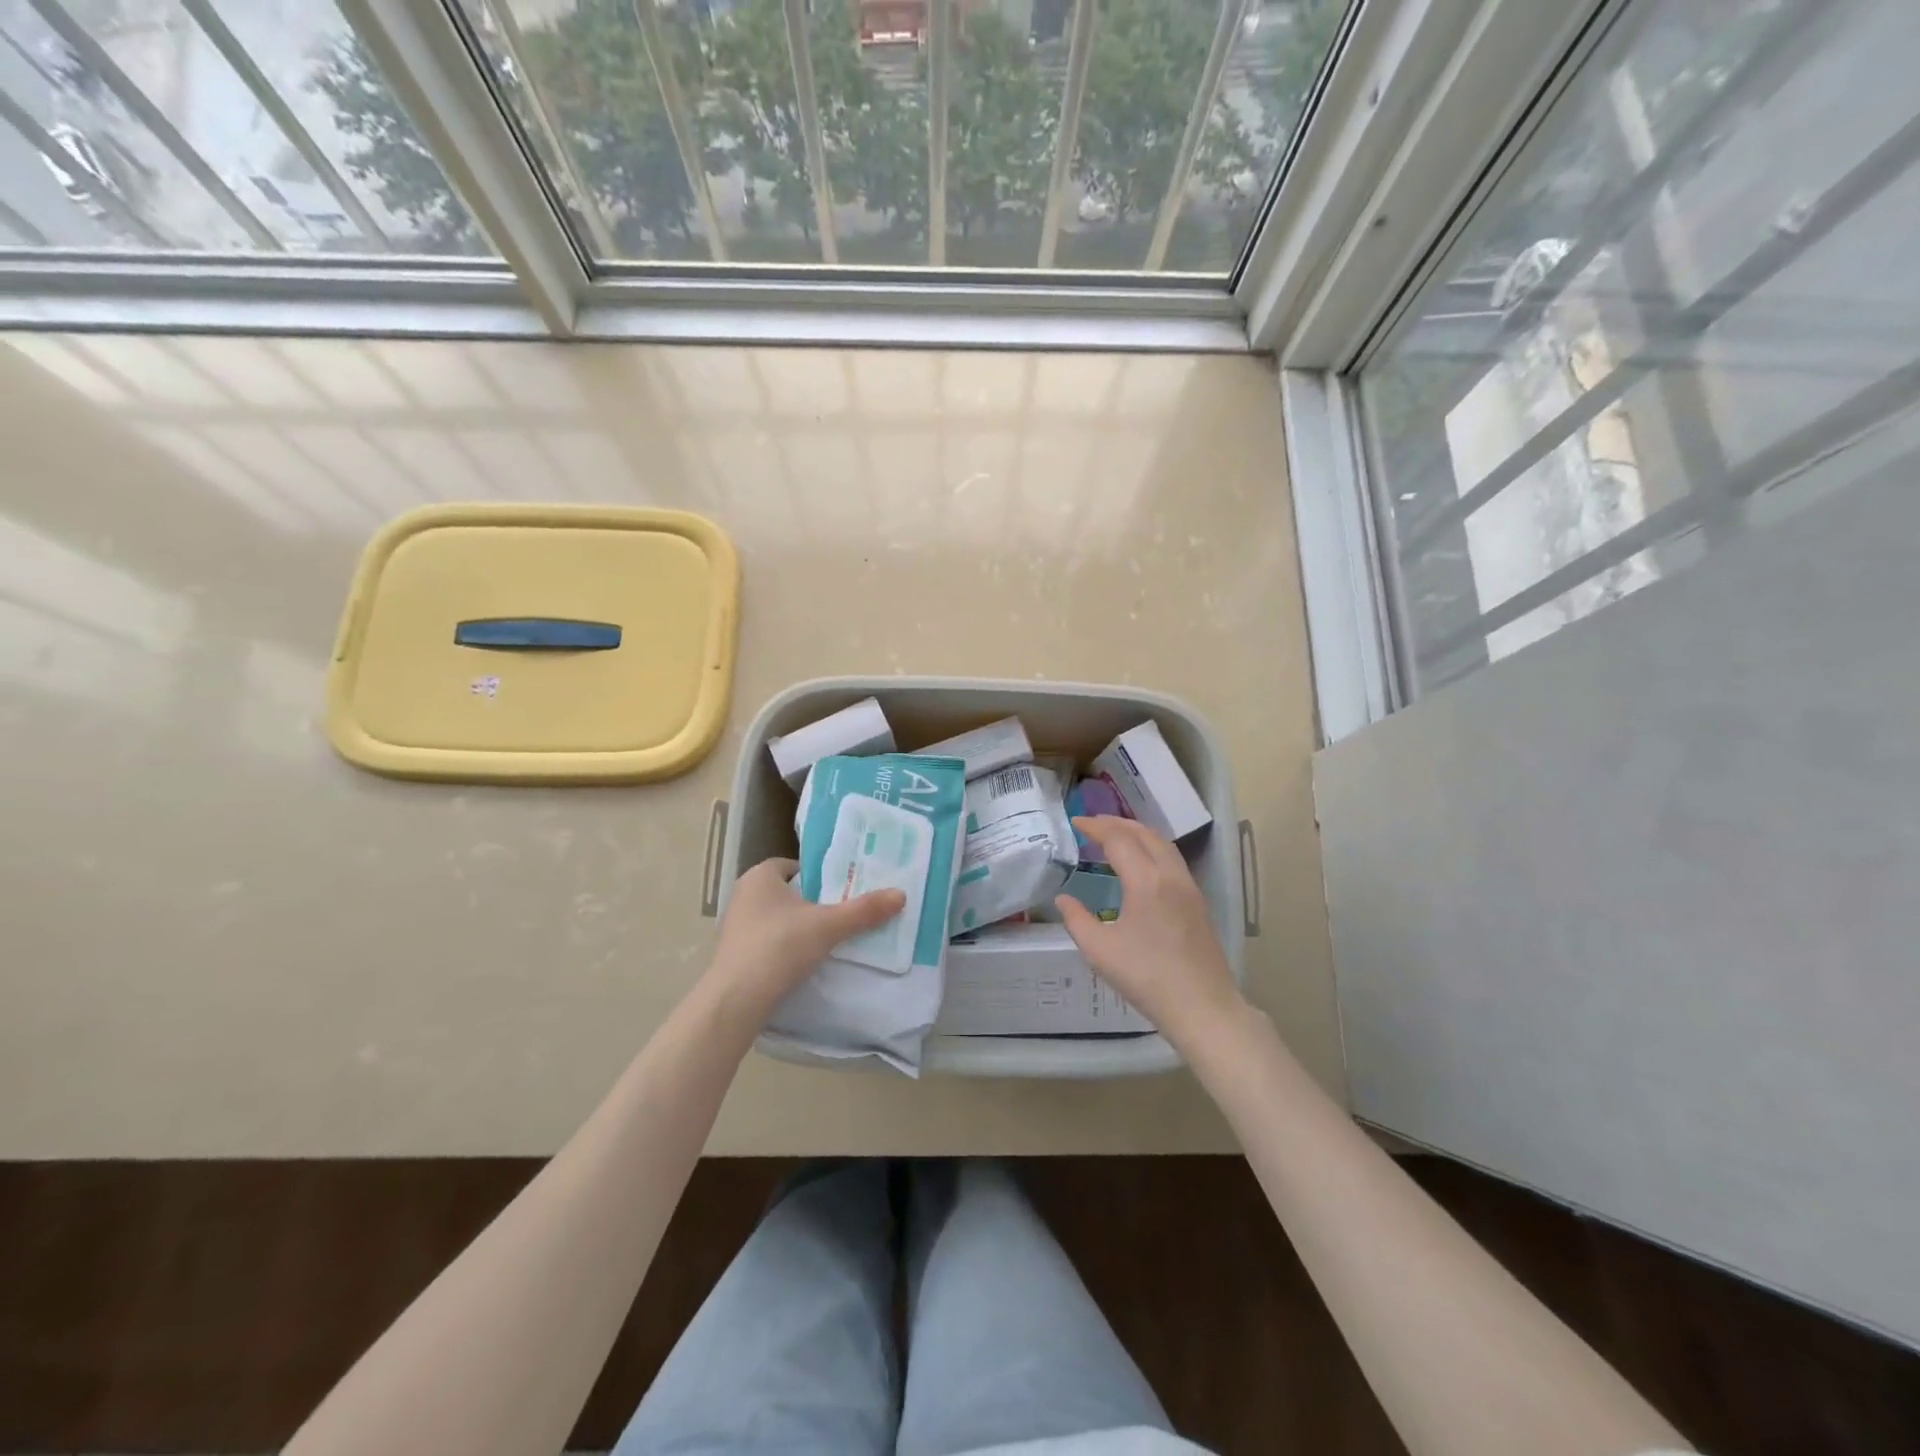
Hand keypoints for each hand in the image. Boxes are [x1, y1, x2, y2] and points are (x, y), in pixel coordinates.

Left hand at [708, 857, 906, 1021]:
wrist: (736, 1000)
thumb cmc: (780, 947)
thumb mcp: (829, 926)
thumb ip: (864, 911)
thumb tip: (901, 894)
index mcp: (760, 876)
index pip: (794, 866)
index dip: (818, 876)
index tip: (840, 891)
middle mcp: (742, 895)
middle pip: (786, 892)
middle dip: (810, 903)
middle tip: (840, 915)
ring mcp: (734, 926)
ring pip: (775, 919)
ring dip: (797, 928)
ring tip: (826, 941)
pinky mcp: (732, 955)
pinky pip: (765, 942)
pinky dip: (783, 949)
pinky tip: (802, 964)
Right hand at [1054, 816, 1248, 1048]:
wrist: (1203, 1007)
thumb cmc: (1147, 978)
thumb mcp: (1099, 951)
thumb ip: (1077, 919)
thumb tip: (1064, 899)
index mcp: (1146, 880)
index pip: (1118, 839)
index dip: (1095, 827)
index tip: (1075, 822)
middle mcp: (1171, 875)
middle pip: (1145, 833)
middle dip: (1117, 823)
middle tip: (1093, 824)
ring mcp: (1189, 888)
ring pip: (1163, 845)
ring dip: (1138, 833)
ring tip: (1116, 837)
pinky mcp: (1198, 902)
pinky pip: (1173, 860)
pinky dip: (1152, 849)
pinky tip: (1141, 865)